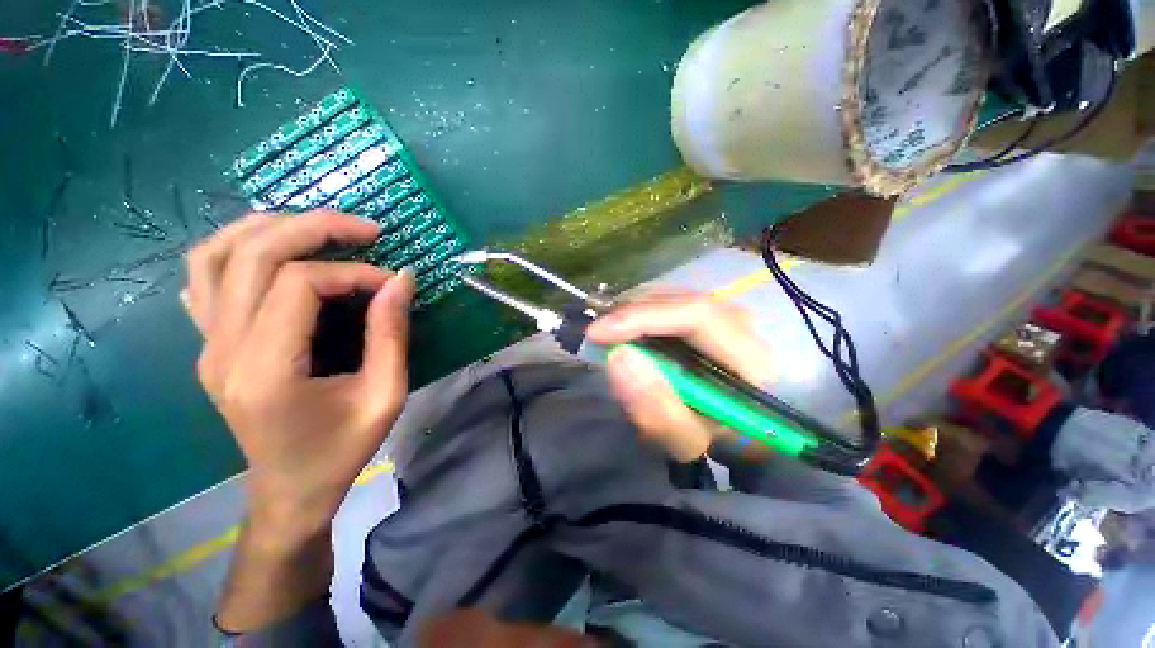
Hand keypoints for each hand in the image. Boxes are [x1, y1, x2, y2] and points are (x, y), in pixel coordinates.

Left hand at [184, 210, 413, 538]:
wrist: (289, 490)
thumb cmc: (342, 450)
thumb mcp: (385, 396)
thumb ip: (391, 335)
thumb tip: (401, 279)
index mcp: (266, 370)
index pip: (299, 284)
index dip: (353, 273)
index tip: (391, 284)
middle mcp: (222, 350)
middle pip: (253, 254)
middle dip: (314, 228)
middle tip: (366, 229)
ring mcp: (207, 345)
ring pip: (215, 255)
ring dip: (269, 227)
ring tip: (319, 228)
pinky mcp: (209, 345)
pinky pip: (205, 278)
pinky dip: (237, 249)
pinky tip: (275, 252)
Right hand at [586, 291, 773, 461]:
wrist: (737, 432)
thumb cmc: (716, 442)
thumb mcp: (685, 441)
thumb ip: (656, 409)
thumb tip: (619, 356)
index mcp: (751, 358)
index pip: (696, 315)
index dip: (641, 318)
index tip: (596, 334)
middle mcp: (741, 324)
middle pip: (679, 300)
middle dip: (630, 313)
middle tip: (597, 335)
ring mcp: (724, 313)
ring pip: (670, 296)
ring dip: (632, 312)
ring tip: (609, 334)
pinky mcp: (706, 313)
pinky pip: (667, 301)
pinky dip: (639, 312)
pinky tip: (626, 330)